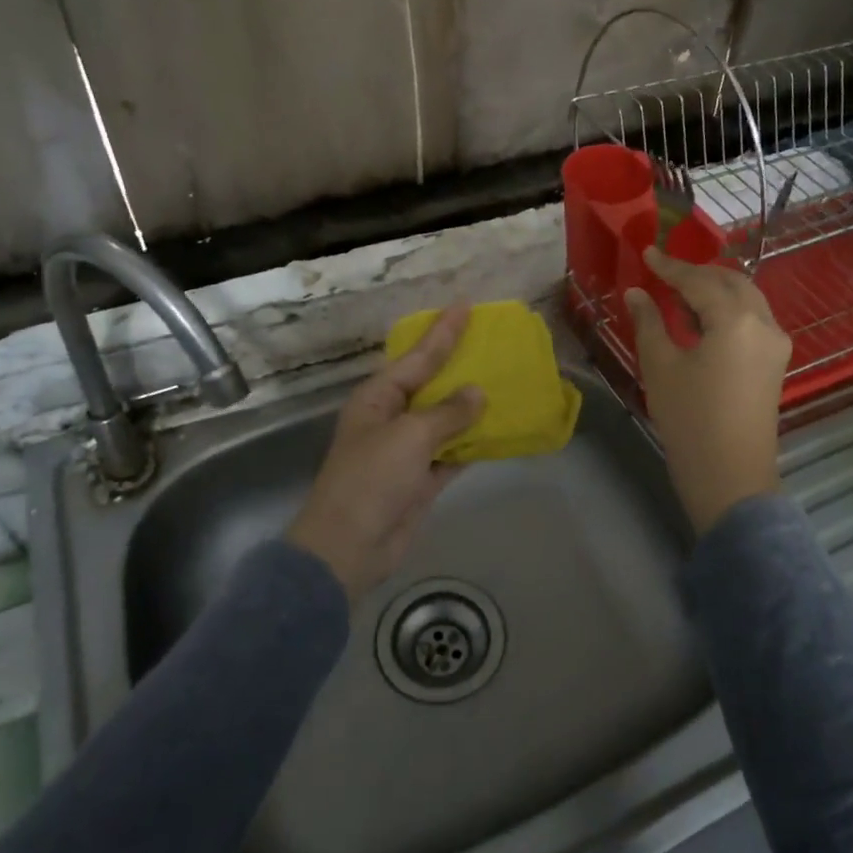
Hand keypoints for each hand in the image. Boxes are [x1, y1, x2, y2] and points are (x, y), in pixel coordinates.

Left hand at [286, 305, 485, 599]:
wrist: (349, 547)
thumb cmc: (371, 480)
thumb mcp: (410, 437)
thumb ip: (448, 413)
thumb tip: (478, 393)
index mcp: (378, 397)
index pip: (418, 357)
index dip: (443, 332)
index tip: (465, 306)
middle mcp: (392, 417)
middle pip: (432, 385)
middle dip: (459, 365)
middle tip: (490, 341)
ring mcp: (407, 450)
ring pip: (445, 419)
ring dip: (471, 406)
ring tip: (503, 380)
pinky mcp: (421, 479)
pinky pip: (452, 452)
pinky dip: (472, 442)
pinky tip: (498, 429)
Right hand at [624, 248, 790, 535]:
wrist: (730, 476)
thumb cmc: (689, 419)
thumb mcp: (661, 367)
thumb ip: (649, 322)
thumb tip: (637, 293)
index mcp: (735, 319)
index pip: (699, 281)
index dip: (670, 266)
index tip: (647, 252)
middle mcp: (764, 322)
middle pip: (731, 281)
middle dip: (697, 273)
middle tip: (663, 272)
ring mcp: (776, 343)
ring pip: (746, 298)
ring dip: (714, 289)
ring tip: (679, 294)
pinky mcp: (776, 362)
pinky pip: (752, 319)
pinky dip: (727, 310)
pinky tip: (701, 320)